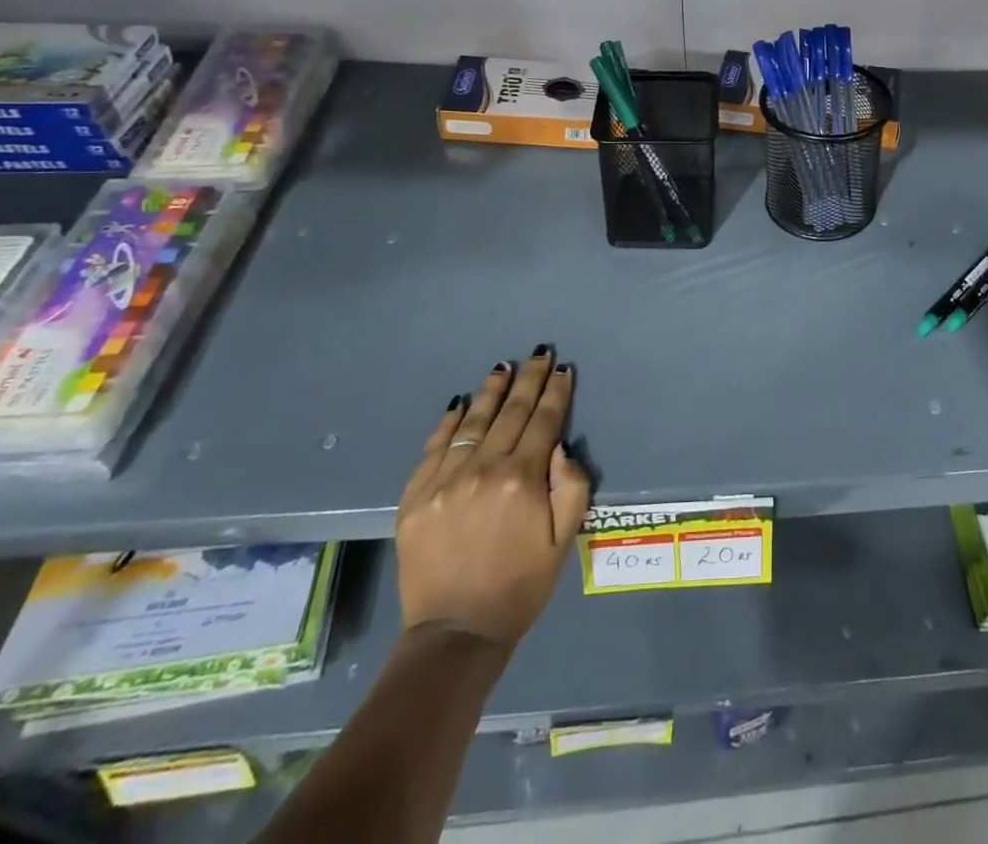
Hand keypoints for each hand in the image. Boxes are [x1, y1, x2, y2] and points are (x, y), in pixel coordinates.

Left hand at [395, 346, 592, 646]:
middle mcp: (483, 470)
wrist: (455, 633)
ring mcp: (445, 481)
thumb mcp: (564, 540)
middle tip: (538, 353)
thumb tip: (561, 446)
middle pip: (511, 413)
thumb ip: (572, 487)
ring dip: (491, 392)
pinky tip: (460, 404)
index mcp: (523, 480)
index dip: (556, 393)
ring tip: (503, 367)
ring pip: (474, 423)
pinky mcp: (415, 497)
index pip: (543, 422)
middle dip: (528, 380)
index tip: (563, 369)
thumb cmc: (520, 586)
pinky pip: (434, 448)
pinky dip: (449, 423)